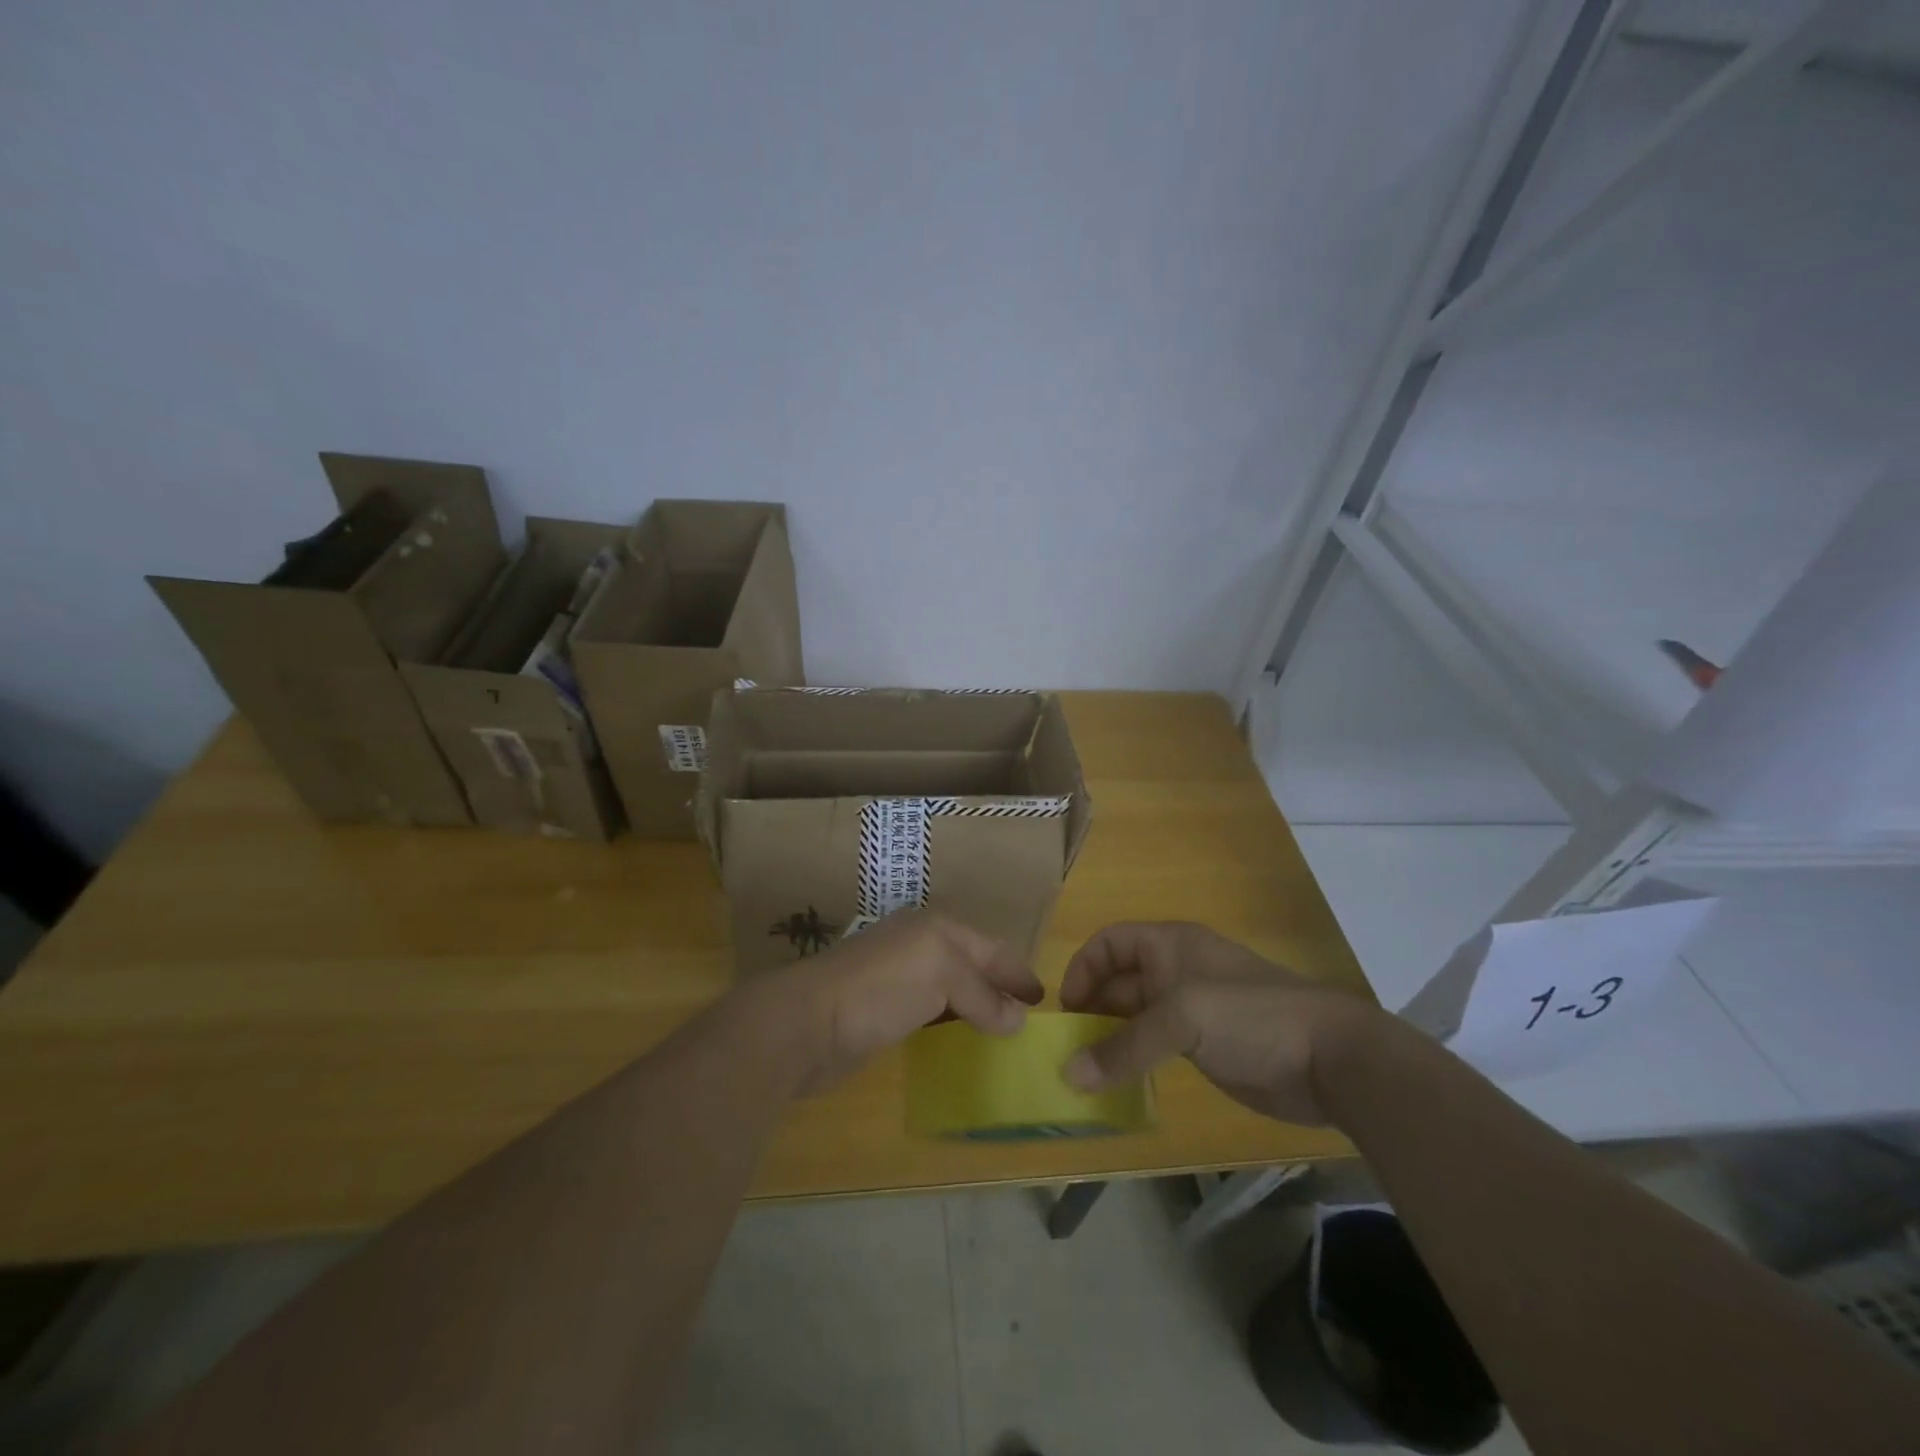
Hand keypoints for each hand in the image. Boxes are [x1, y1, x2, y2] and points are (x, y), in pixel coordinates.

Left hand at [748, 910, 1042, 1095]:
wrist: (806, 1023)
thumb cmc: (879, 988)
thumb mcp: (941, 976)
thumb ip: (982, 995)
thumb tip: (1018, 1020)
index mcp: (935, 929)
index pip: (988, 948)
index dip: (1017, 970)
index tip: (1044, 997)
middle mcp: (918, 946)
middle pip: (970, 965)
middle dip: (999, 986)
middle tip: (1028, 1016)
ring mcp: (898, 978)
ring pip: (950, 989)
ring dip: (976, 1007)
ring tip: (1004, 1031)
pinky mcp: (882, 1011)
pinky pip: (930, 1013)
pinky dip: (951, 1023)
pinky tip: (961, 1040)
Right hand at [1059, 921, 1377, 1125]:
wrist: (1331, 1059)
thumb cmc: (1250, 1017)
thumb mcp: (1182, 1020)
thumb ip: (1124, 1047)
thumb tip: (1069, 1075)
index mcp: (1169, 945)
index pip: (1109, 943)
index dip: (1083, 969)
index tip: (1067, 1011)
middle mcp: (1175, 971)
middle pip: (1118, 981)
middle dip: (1091, 1010)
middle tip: (1067, 1050)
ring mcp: (1192, 1010)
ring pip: (1135, 1017)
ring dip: (1109, 1039)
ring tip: (1084, 1073)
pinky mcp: (1205, 1046)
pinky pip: (1155, 1047)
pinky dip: (1133, 1061)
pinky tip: (1119, 1085)